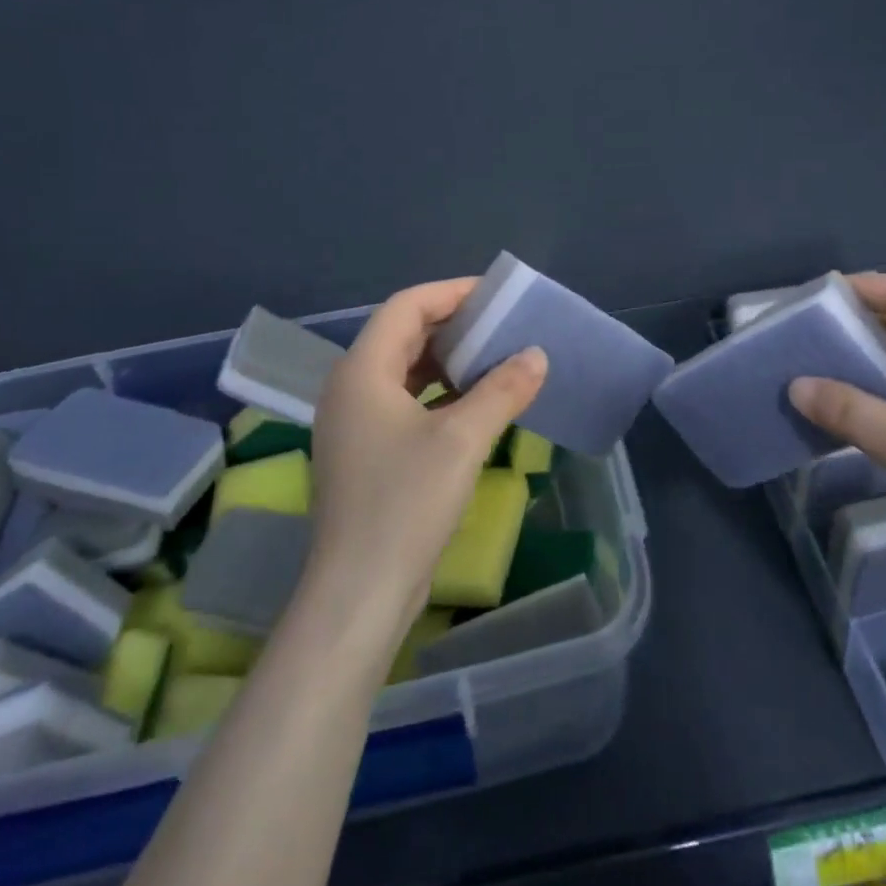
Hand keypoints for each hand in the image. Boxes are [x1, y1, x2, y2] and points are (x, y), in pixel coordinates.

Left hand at [308, 279, 547, 634]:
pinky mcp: (364, 452)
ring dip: (447, 360)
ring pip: (404, 370)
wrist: (359, 592)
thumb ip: (502, 390)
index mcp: (361, 371)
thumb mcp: (462, 440)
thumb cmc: (405, 504)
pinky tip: (474, 403)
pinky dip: (438, 393)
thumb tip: (536, 355)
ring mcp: (353, 423)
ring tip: (494, 358)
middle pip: (402, 334)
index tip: (495, 295)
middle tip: (502, 325)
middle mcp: (349, 388)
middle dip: (453, 325)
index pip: (406, 307)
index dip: (451, 293)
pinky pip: (403, 402)